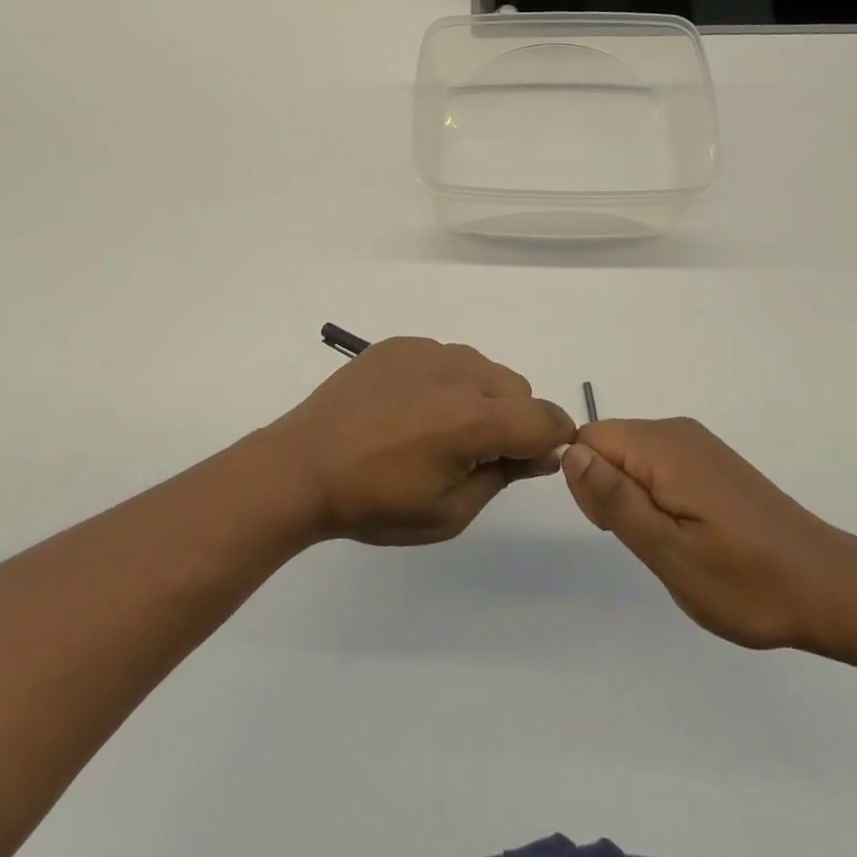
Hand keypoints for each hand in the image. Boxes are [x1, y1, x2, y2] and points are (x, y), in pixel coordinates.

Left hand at [266, 338, 575, 545]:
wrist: (304, 466)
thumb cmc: (376, 502)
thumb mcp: (449, 512)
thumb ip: (503, 476)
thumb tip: (542, 451)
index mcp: (474, 419)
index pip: (545, 417)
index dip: (552, 439)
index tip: (533, 459)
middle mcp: (458, 373)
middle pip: (517, 388)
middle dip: (514, 419)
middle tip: (476, 453)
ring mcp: (426, 352)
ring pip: (482, 368)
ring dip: (481, 396)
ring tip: (438, 428)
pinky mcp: (400, 344)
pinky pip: (445, 357)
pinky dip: (445, 380)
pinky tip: (410, 407)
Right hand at [562, 418, 856, 651]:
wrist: (832, 587)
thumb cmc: (747, 581)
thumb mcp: (669, 552)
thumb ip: (615, 499)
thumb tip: (571, 453)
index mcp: (662, 446)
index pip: (590, 440)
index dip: (590, 485)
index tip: (619, 528)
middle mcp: (677, 431)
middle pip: (610, 444)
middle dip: (612, 491)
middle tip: (653, 544)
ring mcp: (698, 444)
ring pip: (633, 456)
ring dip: (637, 498)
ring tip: (674, 544)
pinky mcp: (713, 460)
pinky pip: (660, 464)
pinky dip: (660, 496)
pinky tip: (692, 533)